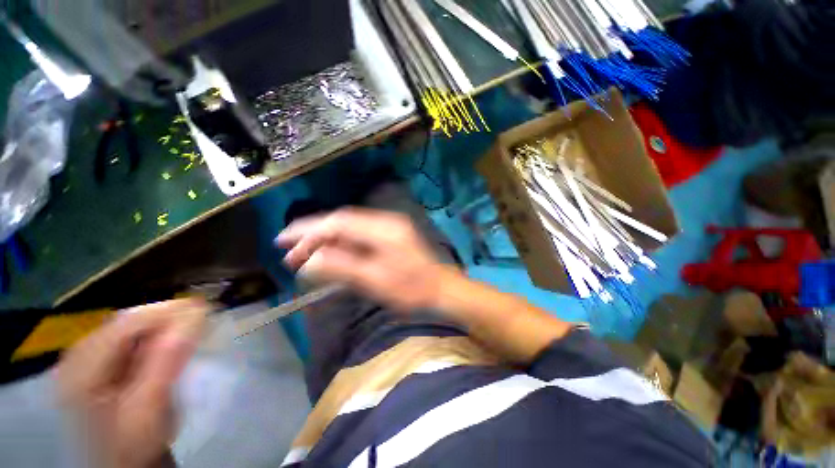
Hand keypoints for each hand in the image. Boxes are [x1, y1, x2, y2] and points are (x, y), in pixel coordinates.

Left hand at [57, 299, 207, 467]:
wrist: (118, 467)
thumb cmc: (131, 444)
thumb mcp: (148, 407)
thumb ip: (166, 360)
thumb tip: (196, 315)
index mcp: (82, 365)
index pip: (129, 321)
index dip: (169, 311)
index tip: (206, 309)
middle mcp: (79, 355)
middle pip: (128, 323)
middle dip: (167, 320)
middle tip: (202, 322)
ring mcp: (85, 361)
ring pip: (130, 331)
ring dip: (162, 330)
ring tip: (190, 334)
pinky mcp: (96, 368)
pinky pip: (128, 343)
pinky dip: (153, 341)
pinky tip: (168, 349)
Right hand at [276, 208, 455, 310]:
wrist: (441, 289)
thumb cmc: (412, 289)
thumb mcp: (375, 281)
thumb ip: (342, 267)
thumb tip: (309, 260)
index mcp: (383, 229)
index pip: (339, 222)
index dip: (309, 230)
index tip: (283, 242)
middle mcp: (385, 221)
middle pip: (342, 222)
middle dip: (314, 234)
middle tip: (288, 250)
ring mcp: (389, 227)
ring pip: (349, 228)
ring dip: (326, 239)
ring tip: (303, 254)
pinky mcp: (390, 236)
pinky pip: (359, 235)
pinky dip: (341, 244)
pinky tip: (329, 253)